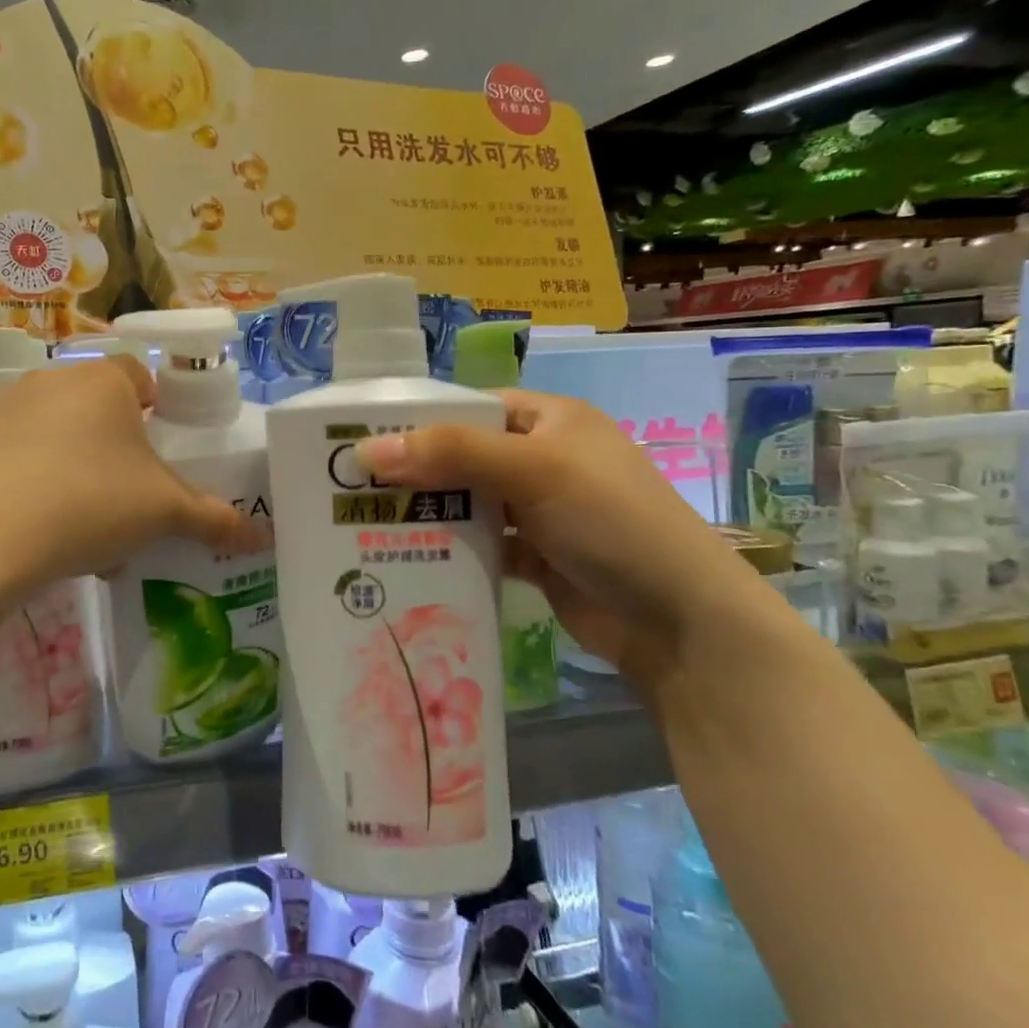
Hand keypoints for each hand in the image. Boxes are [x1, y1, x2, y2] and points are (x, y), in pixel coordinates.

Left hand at [0, 357, 266, 593]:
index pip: (141, 375)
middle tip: (128, 495)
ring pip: (60, 432)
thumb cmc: (90, 505)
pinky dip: (39, 479)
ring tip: (87, 523)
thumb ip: (214, 519)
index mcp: (105, 381)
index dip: (157, 409)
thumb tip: (262, 538)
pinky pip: (22, 453)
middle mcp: (54, 379)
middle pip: (99, 407)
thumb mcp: (163, 513)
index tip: (159, 451)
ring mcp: (8, 407)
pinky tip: (44, 527)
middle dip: (118, 447)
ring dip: (79, 466)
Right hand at [356, 390, 771, 685]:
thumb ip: (451, 453)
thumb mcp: (533, 470)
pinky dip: (450, 549)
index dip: (419, 419)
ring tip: (365, 522)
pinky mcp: (535, 556)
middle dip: (414, 471)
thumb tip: (366, 450)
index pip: (471, 407)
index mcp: (550, 420)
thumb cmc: (611, 521)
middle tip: (351, 487)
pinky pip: (480, 544)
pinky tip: (407, 557)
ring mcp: (540, 510)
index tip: (362, 440)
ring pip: (468, 502)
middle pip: (463, 456)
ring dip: (427, 513)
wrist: (678, 620)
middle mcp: (543, 459)